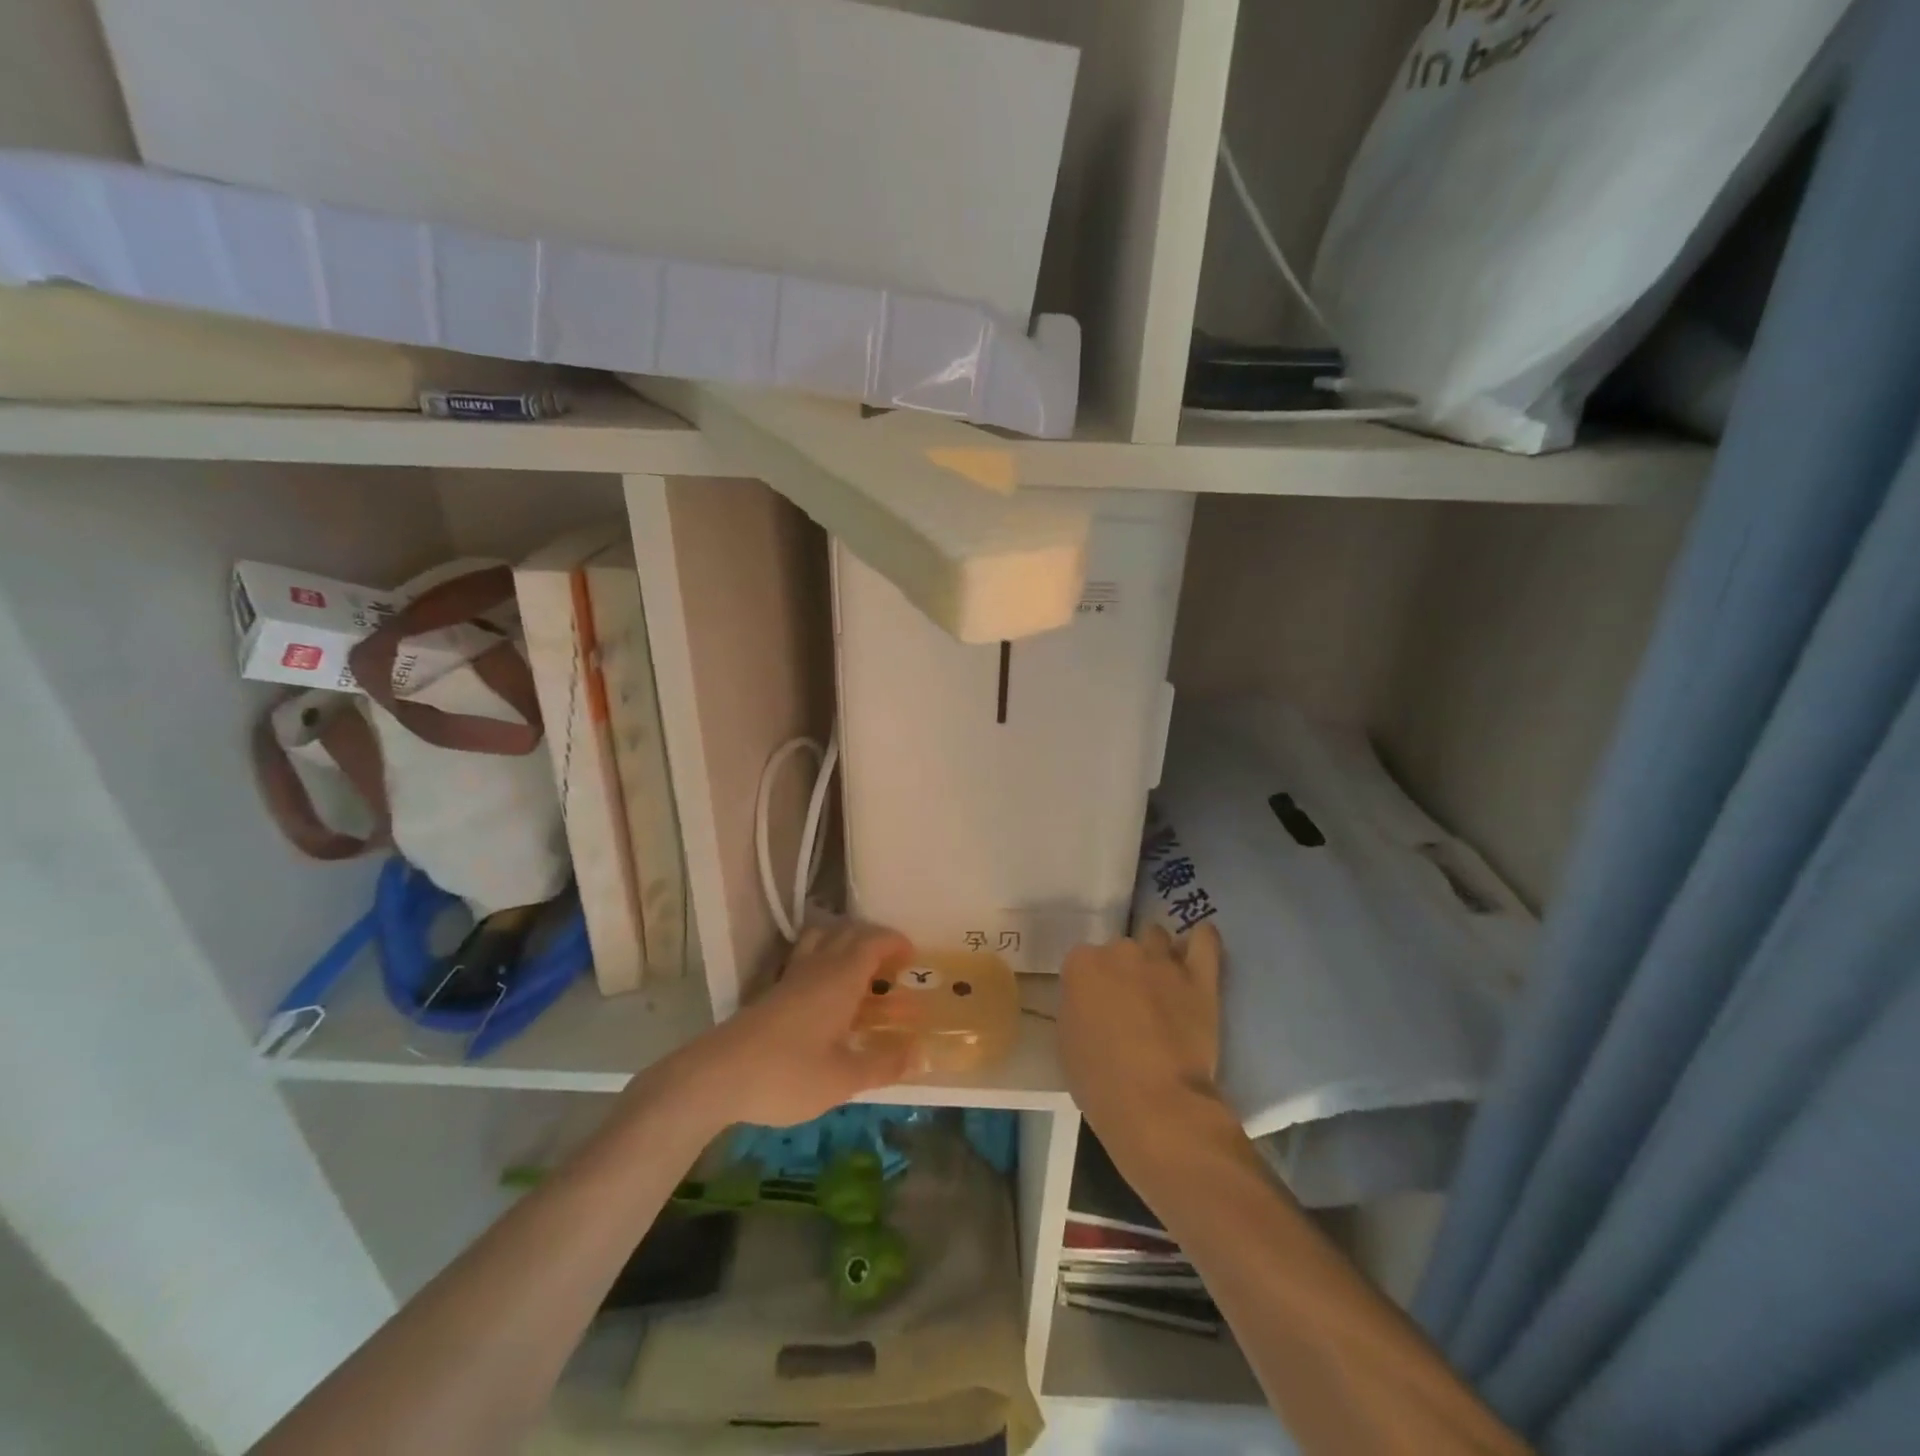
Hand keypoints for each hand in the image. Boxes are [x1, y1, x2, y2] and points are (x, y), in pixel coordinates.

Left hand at [666, 920, 917, 1128]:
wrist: (717, 1076)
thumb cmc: (787, 1075)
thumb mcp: (843, 1079)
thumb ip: (883, 1065)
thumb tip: (920, 1054)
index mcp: (840, 979)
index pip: (873, 942)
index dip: (894, 942)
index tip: (911, 956)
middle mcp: (817, 967)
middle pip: (847, 933)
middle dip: (873, 940)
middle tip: (891, 964)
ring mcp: (790, 977)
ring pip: (821, 938)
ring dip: (844, 942)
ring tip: (858, 969)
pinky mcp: (770, 992)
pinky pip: (804, 957)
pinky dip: (823, 959)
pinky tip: (824, 992)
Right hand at [1059, 923, 1225, 1160]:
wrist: (1155, 1104)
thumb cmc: (1099, 1081)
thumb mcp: (1067, 1041)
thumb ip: (1078, 1008)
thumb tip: (1094, 1004)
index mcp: (1081, 964)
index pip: (1083, 961)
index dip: (1091, 985)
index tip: (1097, 1007)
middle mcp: (1120, 951)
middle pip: (1121, 949)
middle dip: (1124, 970)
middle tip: (1131, 1004)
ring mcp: (1162, 961)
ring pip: (1158, 939)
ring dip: (1157, 957)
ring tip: (1163, 984)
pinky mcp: (1200, 977)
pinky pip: (1205, 941)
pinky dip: (1201, 940)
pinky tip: (1198, 946)